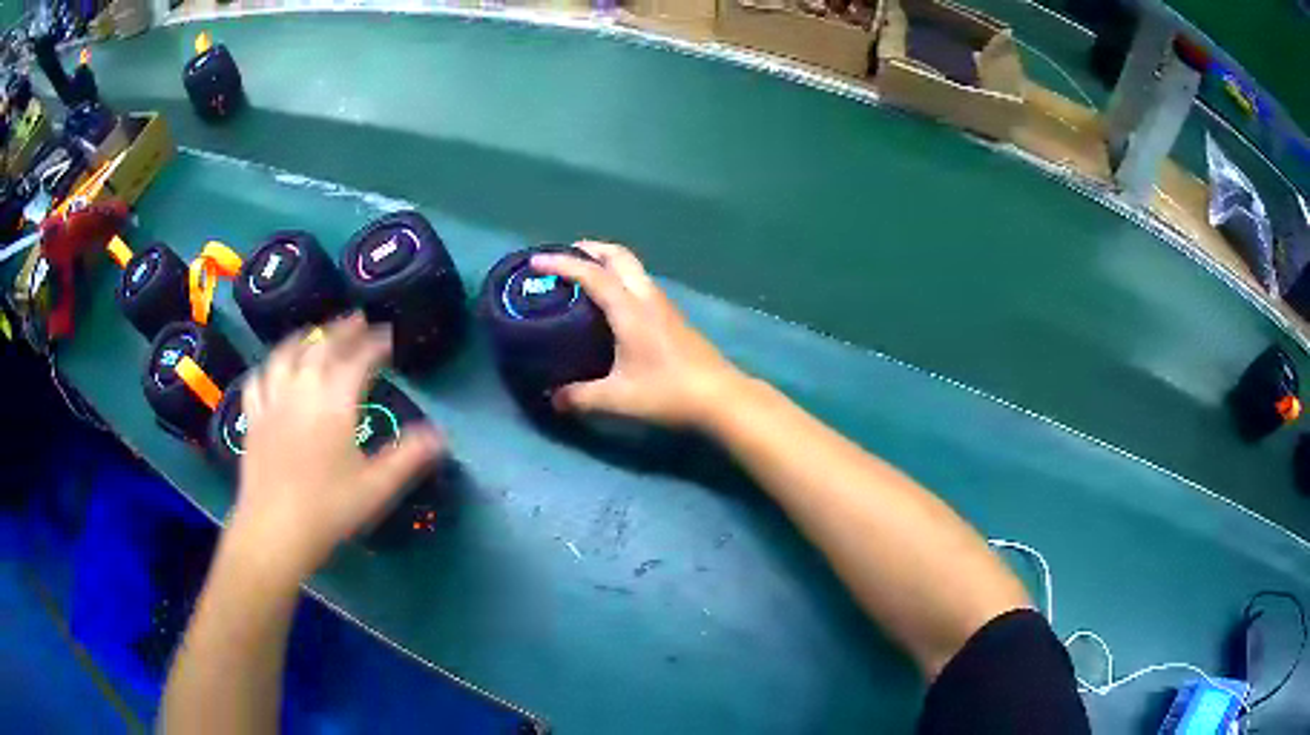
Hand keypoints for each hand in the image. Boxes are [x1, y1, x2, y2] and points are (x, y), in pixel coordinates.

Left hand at [231, 314, 443, 582]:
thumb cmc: (328, 510)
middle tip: (357, 321)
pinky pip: (258, 379)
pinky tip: (274, 368)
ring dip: (304, 338)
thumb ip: (409, 457)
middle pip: (321, 346)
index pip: (358, 359)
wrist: (275, 530)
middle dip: (342, 330)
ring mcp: (273, 401)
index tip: (389, 335)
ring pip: (286, 354)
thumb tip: (440, 436)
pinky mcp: (253, 417)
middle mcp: (302, 390)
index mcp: (335, 403)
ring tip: (316, 333)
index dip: (375, 343)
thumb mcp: (376, 488)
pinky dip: (270, 366)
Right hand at [530, 241, 743, 428]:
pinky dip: (619, 279)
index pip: (593, 275)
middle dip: (589, 249)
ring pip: (632, 268)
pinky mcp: (672, 317)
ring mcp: (663, 305)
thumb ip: (581, 397)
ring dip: (606, 262)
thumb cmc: (668, 392)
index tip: (537, 260)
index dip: (563, 264)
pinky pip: (639, 284)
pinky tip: (610, 304)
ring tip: (582, 277)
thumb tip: (552, 398)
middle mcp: (647, 298)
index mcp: (630, 310)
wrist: (720, 397)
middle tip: (563, 258)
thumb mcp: (618, 399)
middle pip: (619, 256)